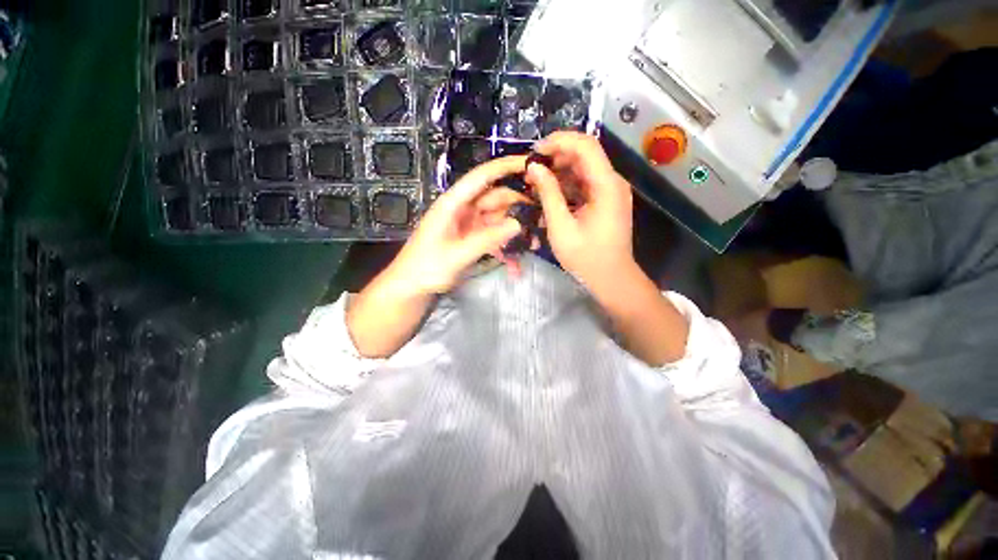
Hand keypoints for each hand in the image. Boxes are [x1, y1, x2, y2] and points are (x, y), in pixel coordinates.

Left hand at [386, 156, 528, 295]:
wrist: (411, 287)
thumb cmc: (426, 268)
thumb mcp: (456, 255)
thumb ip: (486, 239)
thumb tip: (518, 224)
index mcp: (453, 204)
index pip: (482, 177)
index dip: (505, 166)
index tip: (532, 164)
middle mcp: (463, 209)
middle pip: (496, 199)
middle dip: (518, 208)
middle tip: (541, 221)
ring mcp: (468, 224)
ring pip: (498, 219)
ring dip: (514, 231)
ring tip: (533, 245)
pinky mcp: (472, 238)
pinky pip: (493, 236)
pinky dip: (504, 247)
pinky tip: (515, 263)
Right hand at [525, 132, 634, 292]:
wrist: (611, 278)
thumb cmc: (586, 256)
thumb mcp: (561, 226)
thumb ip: (548, 194)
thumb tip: (534, 168)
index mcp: (606, 185)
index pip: (585, 145)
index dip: (559, 141)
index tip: (535, 151)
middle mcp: (613, 182)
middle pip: (585, 155)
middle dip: (556, 157)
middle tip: (532, 170)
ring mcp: (611, 191)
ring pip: (583, 169)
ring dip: (559, 172)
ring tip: (536, 183)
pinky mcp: (606, 201)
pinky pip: (585, 184)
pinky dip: (567, 186)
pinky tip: (550, 195)